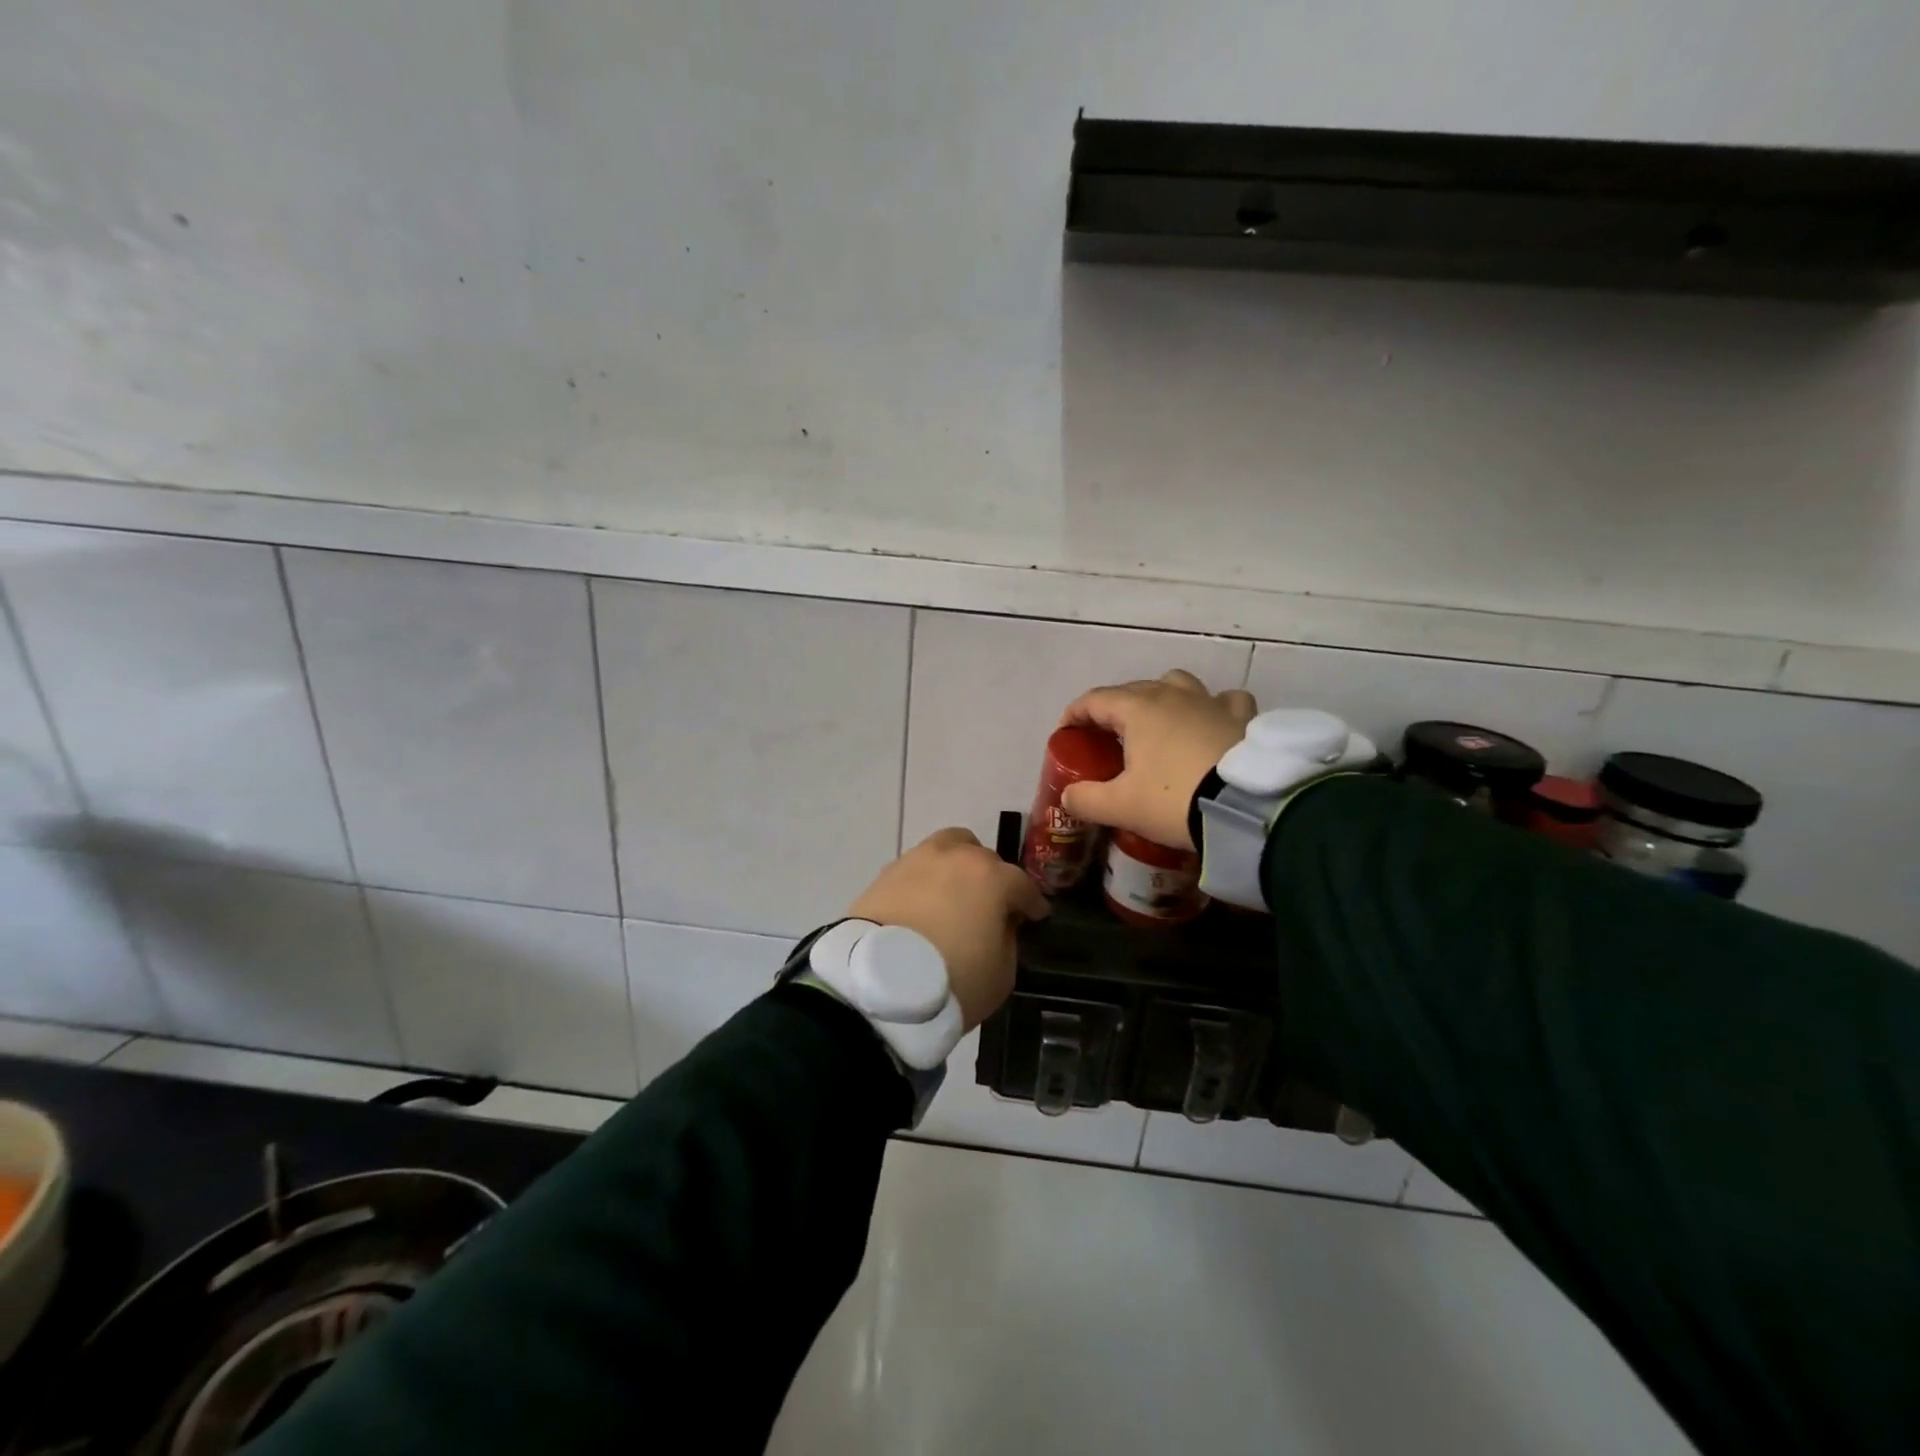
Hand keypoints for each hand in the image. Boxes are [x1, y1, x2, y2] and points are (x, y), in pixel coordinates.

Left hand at [848, 828, 1050, 1030]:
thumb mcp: (1002, 972)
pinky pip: (917, 868)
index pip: (1022, 885)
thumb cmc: (952, 979)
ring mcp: (917, 859)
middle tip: (990, 906)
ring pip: (947, 849)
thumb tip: (998, 924)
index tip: (1035, 917)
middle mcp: (956, 856)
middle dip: (993, 880)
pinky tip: (924, 904)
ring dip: (957, 867)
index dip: (1032, 904)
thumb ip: (1007, 939)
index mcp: (992, 877)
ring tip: (954, 895)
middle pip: (983, 859)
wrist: (878, 983)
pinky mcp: (886, 873)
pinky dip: (926, 880)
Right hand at [1056, 670, 1256, 850]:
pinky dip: (1213, 708)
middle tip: (1107, 736)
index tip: (1066, 733)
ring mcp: (1210, 702)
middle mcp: (1172, 695)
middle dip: (1115, 708)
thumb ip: (1086, 800)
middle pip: (1134, 689)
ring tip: (1159, 725)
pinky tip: (1212, 724)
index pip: (1095, 700)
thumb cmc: (1174, 799)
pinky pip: (1224, 701)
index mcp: (1137, 709)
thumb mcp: (1121, 807)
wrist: (1248, 806)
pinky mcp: (1243, 717)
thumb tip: (1068, 797)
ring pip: (1178, 684)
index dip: (1075, 714)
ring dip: (1162, 699)